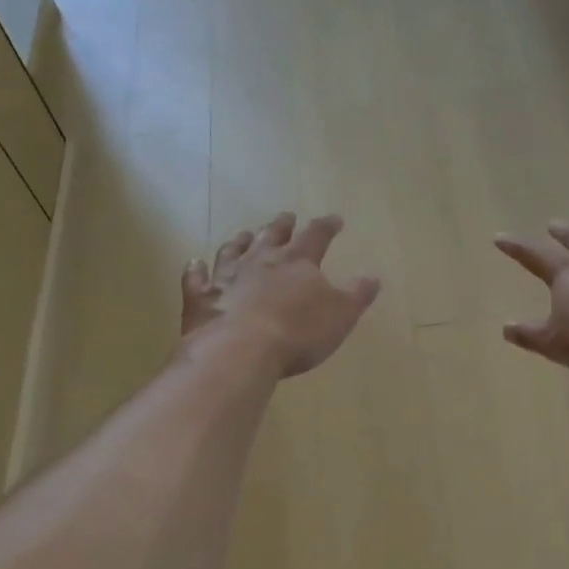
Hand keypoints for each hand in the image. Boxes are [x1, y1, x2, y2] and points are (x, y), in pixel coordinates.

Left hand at [181, 213, 381, 377]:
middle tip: (286, 217)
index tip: (335, 219)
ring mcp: (227, 277)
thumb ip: (357, 294)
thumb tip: (373, 277)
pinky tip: (195, 264)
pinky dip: (196, 270)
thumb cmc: (298, 332)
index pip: (316, 236)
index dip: (327, 226)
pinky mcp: (201, 299)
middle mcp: (261, 261)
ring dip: (240, 241)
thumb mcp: (341, 315)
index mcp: (298, 262)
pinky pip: (196, 279)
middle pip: (272, 236)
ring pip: (233, 251)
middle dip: (282, 226)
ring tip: (244, 234)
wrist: (240, 351)